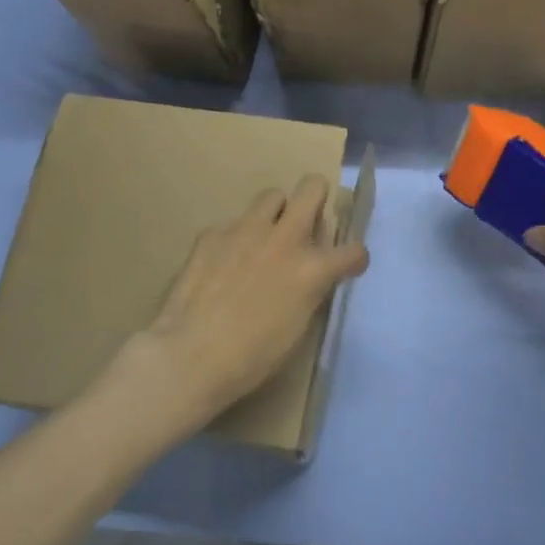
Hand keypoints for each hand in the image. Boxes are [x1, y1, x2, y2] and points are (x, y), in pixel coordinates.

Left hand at [104, 176, 368, 437]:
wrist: (190, 355)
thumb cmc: (250, 357)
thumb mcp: (296, 328)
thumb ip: (308, 292)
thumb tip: (310, 278)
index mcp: (311, 269)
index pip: (353, 251)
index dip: (354, 257)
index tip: (347, 264)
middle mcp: (284, 239)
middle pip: (312, 187)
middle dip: (317, 197)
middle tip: (309, 219)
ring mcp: (245, 230)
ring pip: (272, 195)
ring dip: (277, 212)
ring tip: (266, 236)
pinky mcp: (212, 234)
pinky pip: (234, 223)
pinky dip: (237, 238)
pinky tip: (224, 262)